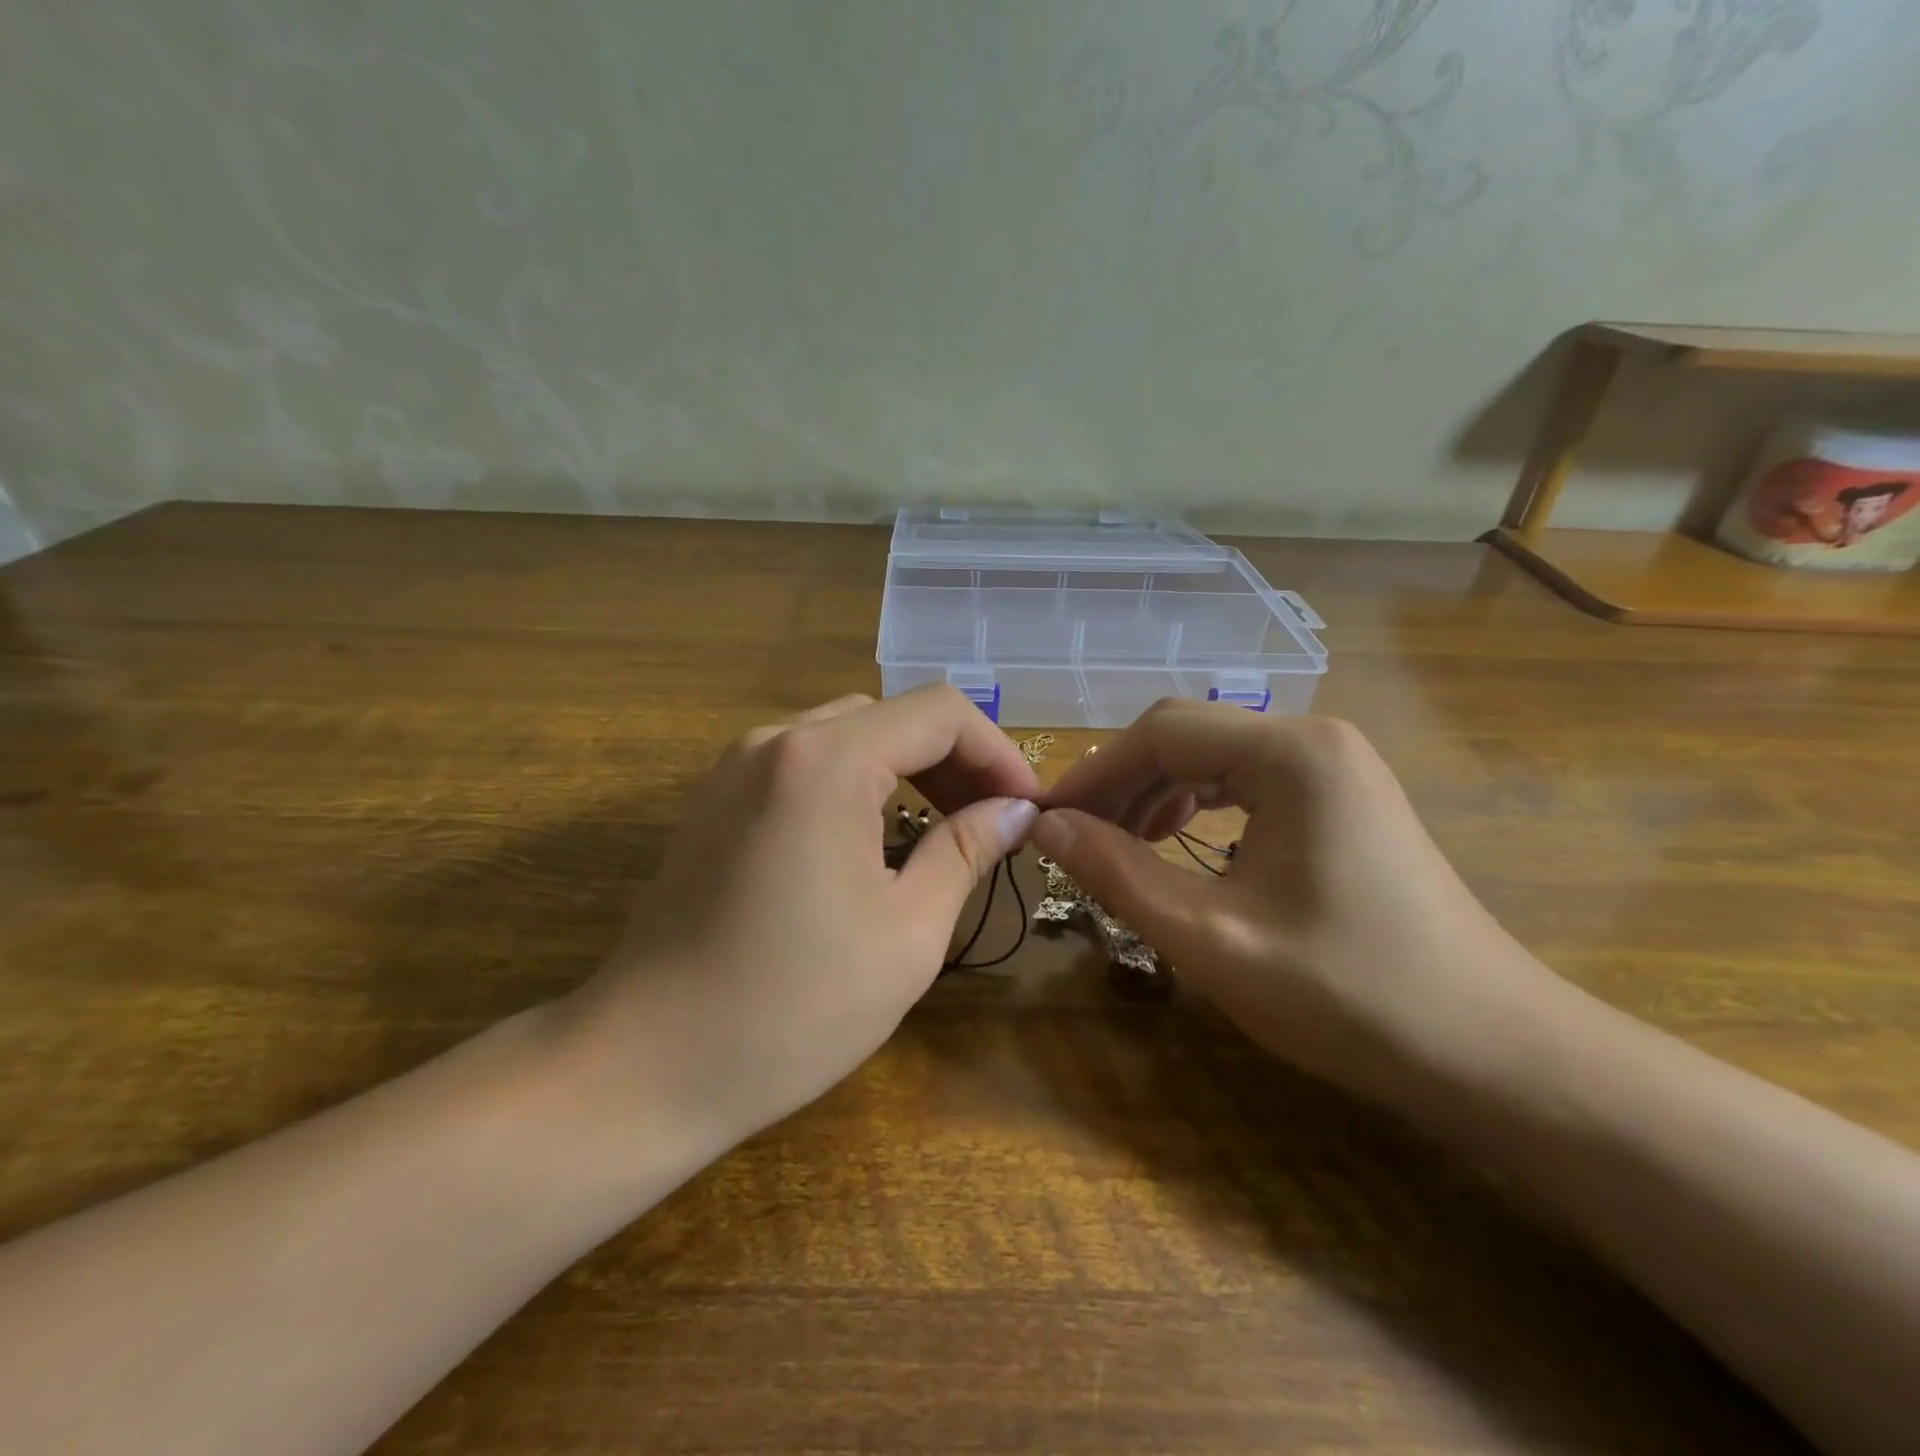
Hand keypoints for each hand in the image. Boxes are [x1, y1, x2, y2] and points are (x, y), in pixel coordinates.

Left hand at [557, 686, 1041, 1154]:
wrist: (648, 1066)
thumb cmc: (793, 1008)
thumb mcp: (907, 932)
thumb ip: (966, 851)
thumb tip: (1015, 811)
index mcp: (825, 762)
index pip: (939, 712)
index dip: (995, 752)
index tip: (1026, 807)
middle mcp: (774, 742)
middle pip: (891, 716)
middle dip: (954, 759)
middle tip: (992, 821)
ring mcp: (735, 767)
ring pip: (847, 734)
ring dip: (905, 767)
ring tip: (943, 826)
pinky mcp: (715, 799)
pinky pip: (803, 762)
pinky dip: (855, 781)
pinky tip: (871, 836)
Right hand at [1034, 701, 1557, 1106]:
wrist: (1494, 1053)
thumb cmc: (1349, 995)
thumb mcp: (1211, 938)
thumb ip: (1119, 873)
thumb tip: (1046, 827)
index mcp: (1289, 753)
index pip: (1160, 733)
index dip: (1093, 773)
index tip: (1047, 821)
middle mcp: (1314, 738)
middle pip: (1187, 736)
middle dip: (1123, 784)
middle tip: (1076, 840)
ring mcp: (1336, 765)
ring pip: (1215, 757)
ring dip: (1157, 793)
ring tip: (1121, 844)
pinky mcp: (1344, 796)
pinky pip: (1249, 781)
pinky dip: (1200, 805)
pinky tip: (1182, 843)